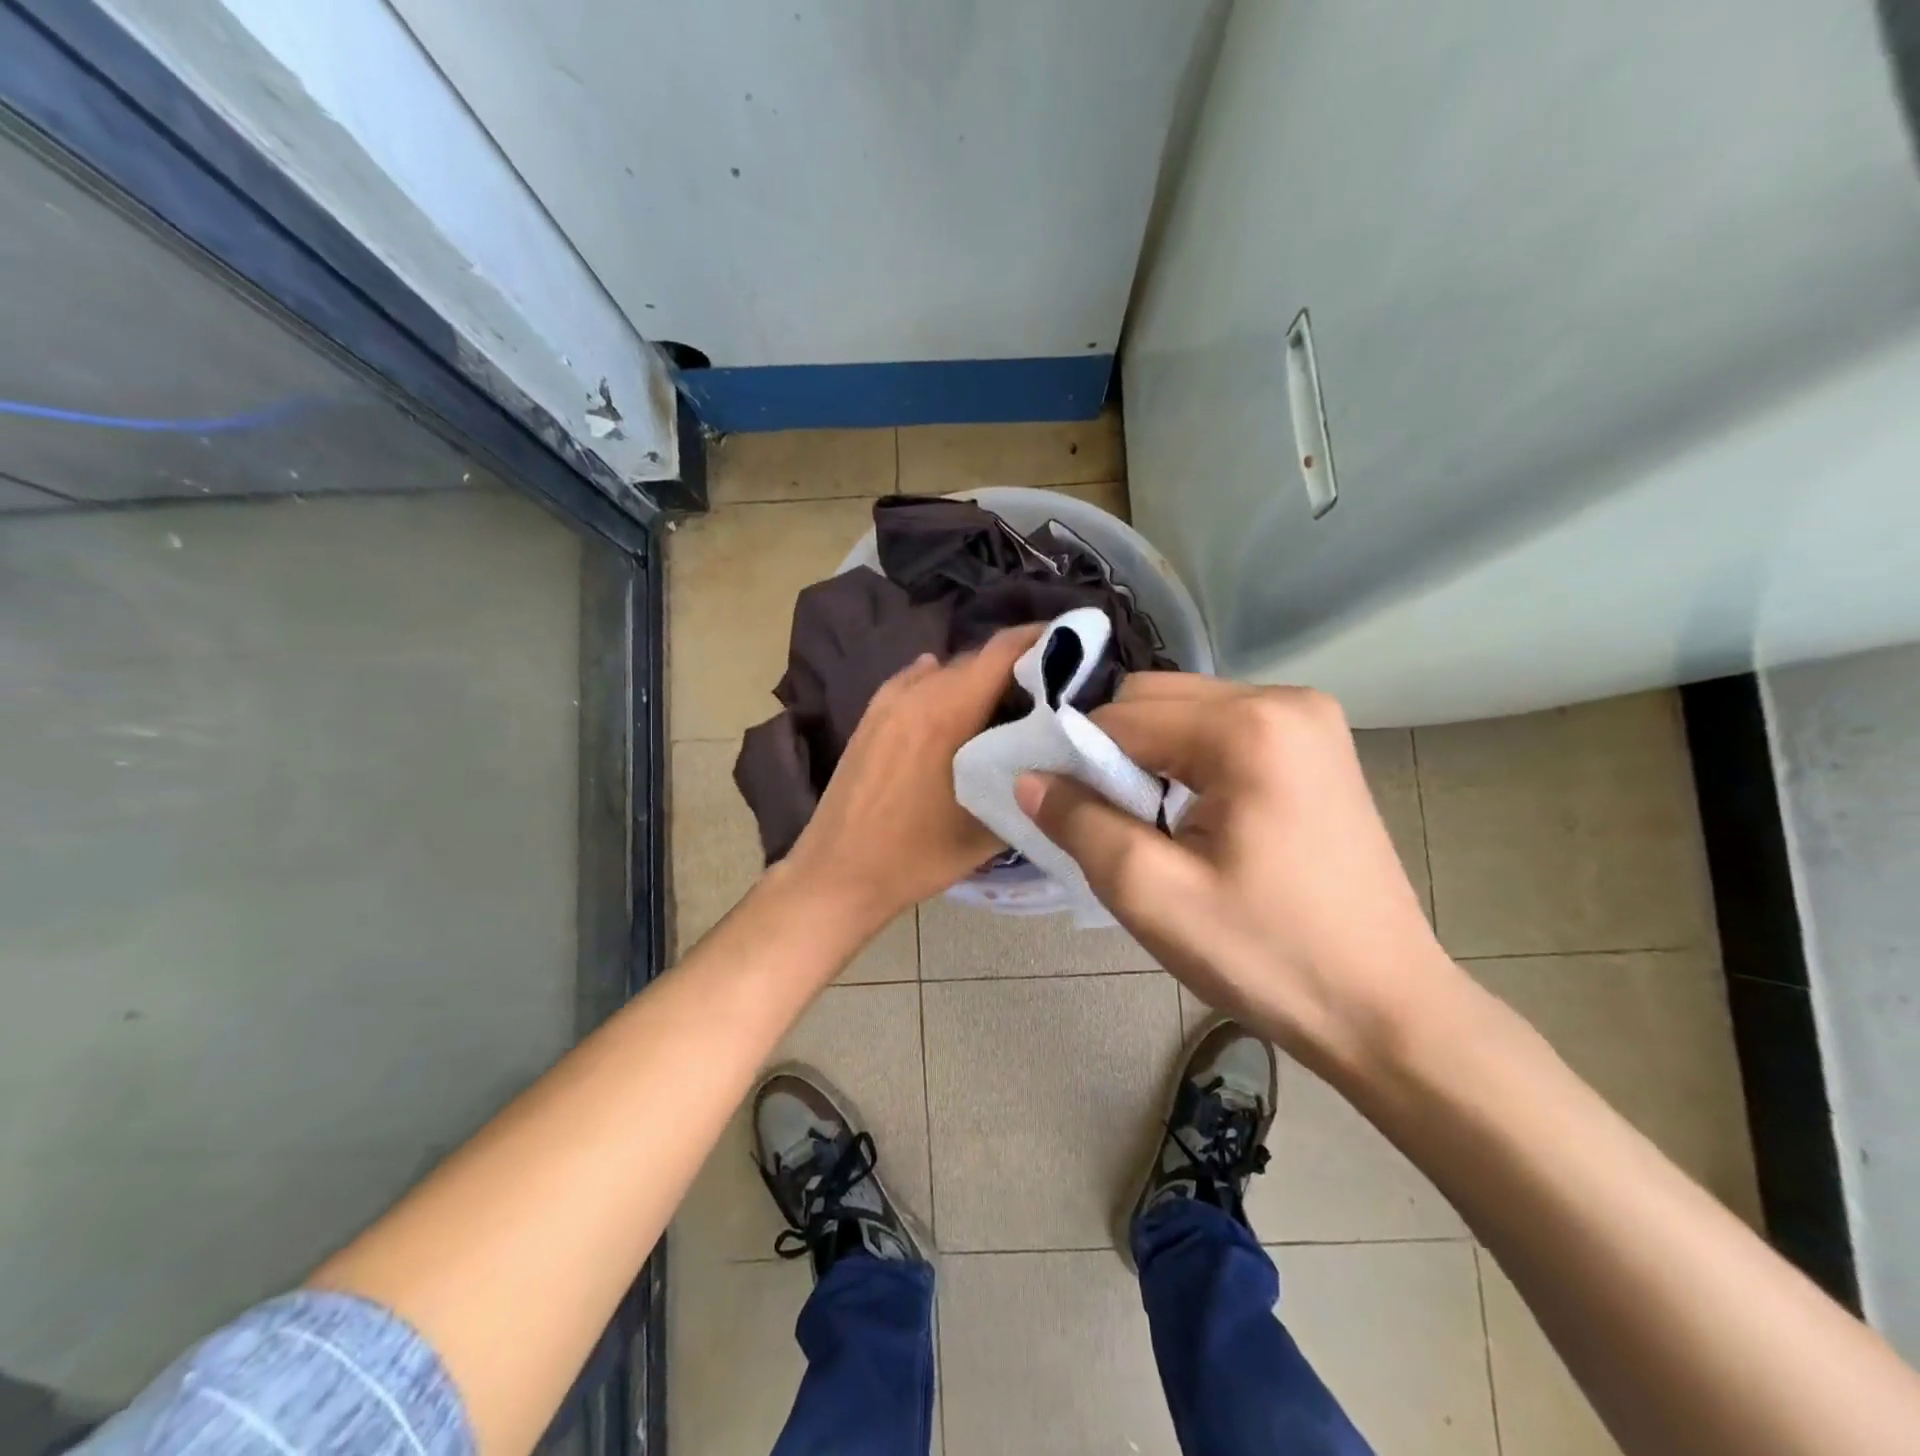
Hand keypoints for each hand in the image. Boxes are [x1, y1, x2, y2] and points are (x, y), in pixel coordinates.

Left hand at [781, 625, 1043, 932]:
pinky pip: (914, 683)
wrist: (839, 873)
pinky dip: (941, 685)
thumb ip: (1025, 782)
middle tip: (1049, 687)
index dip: (1040, 639)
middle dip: (1015, 664)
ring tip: (1006, 701)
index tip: (1072, 644)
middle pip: (975, 660)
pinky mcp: (869, 718)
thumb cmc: (918, 855)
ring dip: (977, 678)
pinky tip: (954, 705)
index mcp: (947, 711)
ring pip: (944, 671)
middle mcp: (916, 693)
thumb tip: (1054, 754)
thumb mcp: (988, 828)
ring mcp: (886, 703)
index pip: (1002, 651)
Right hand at [1015, 674, 1455, 1072]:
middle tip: (1107, 822)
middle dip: (1113, 753)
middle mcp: (1285, 701)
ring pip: (1186, 713)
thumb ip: (1079, 823)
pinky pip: (1223, 732)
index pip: (1121, 716)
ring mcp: (1309, 721)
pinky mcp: (1317, 748)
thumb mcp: (1151, 896)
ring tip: (1149, 826)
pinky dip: (1187, 763)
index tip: (1057, 810)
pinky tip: (1192, 818)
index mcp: (1249, 728)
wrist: (1384, 1010)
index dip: (1074, 758)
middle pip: (1155, 699)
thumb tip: (1028, 777)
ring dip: (1149, 758)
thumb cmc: (1267, 955)